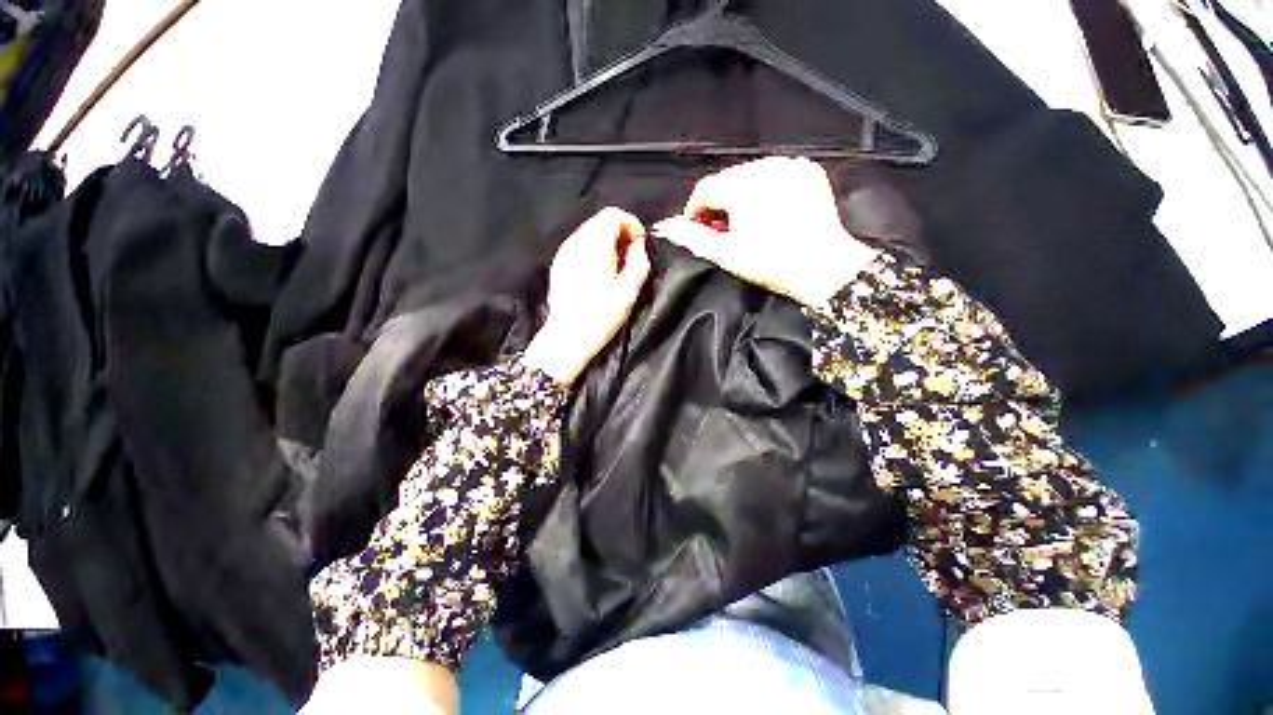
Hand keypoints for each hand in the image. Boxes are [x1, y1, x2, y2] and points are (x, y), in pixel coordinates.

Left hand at [524, 208, 651, 385]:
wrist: (568, 337)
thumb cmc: (601, 315)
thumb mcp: (630, 289)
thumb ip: (639, 260)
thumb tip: (639, 245)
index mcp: (594, 244)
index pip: (614, 214)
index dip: (632, 225)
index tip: (641, 244)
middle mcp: (576, 242)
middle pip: (601, 221)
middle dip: (621, 233)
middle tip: (632, 256)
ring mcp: (564, 253)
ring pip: (590, 233)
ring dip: (608, 243)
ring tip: (618, 267)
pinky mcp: (559, 266)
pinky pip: (580, 248)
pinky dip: (594, 252)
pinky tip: (600, 274)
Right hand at [653, 157, 877, 309]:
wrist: (823, 267)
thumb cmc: (771, 263)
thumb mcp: (725, 254)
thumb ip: (693, 237)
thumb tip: (668, 227)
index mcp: (741, 185)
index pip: (705, 188)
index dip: (695, 209)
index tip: (696, 227)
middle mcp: (765, 166)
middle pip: (727, 179)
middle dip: (720, 203)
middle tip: (723, 230)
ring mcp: (790, 166)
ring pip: (751, 175)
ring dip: (742, 195)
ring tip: (747, 222)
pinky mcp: (809, 171)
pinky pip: (777, 174)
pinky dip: (768, 189)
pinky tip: (770, 211)